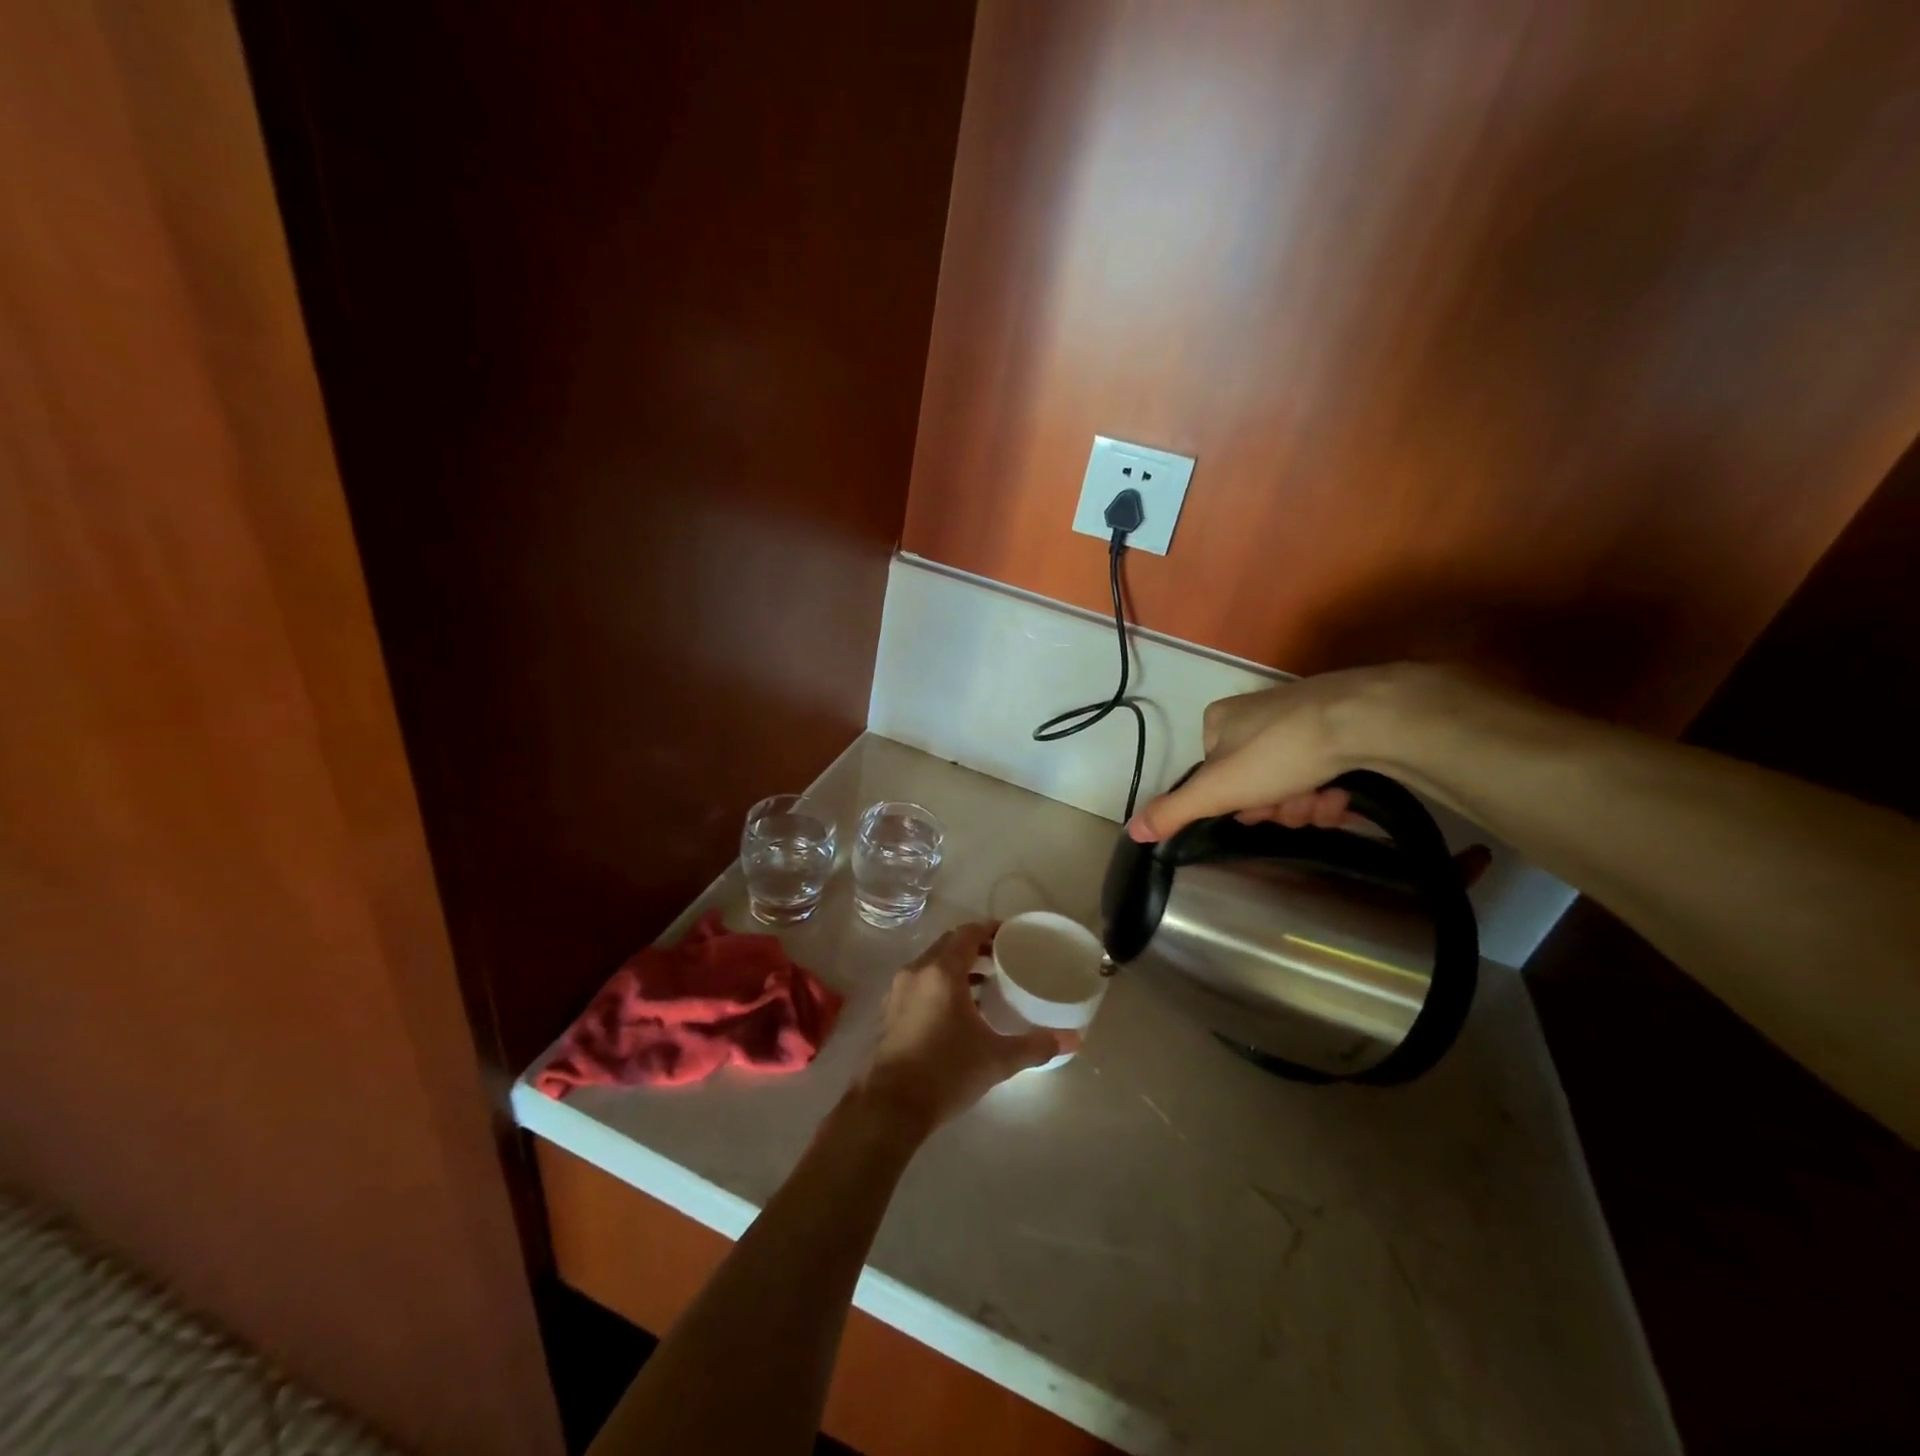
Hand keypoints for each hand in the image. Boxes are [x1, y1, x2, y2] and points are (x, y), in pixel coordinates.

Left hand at [855, 922, 1068, 1134]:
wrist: (890, 1107)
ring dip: (956, 967)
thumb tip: (1073, 1040)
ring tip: (985, 985)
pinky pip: (918, 984)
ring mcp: (897, 991)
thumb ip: (1035, 1046)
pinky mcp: (888, 1012)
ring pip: (931, 965)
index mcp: (942, 971)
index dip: (990, 929)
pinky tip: (957, 1012)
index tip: (1011, 936)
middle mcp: (916, 972)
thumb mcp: (997, 1059)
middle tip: (1002, 958)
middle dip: (975, 947)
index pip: (967, 933)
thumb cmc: (946, 1072)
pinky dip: (939, 985)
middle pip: (948, 944)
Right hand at [1128, 664, 1425, 842]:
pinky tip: (1342, 794)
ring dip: (1306, 805)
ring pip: (1290, 785)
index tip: (1255, 810)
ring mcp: (1298, 721)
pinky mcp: (1338, 729)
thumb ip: (1174, 811)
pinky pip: (1322, 774)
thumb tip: (1130, 832)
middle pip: (1255, 785)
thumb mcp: (1217, 789)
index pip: (1214, 779)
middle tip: (1294, 805)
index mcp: (1219, 723)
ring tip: (1325, 799)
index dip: (1236, 804)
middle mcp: (1254, 717)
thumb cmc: (1278, 752)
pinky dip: (1329, 792)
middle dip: (1277, 807)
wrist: (1362, 720)